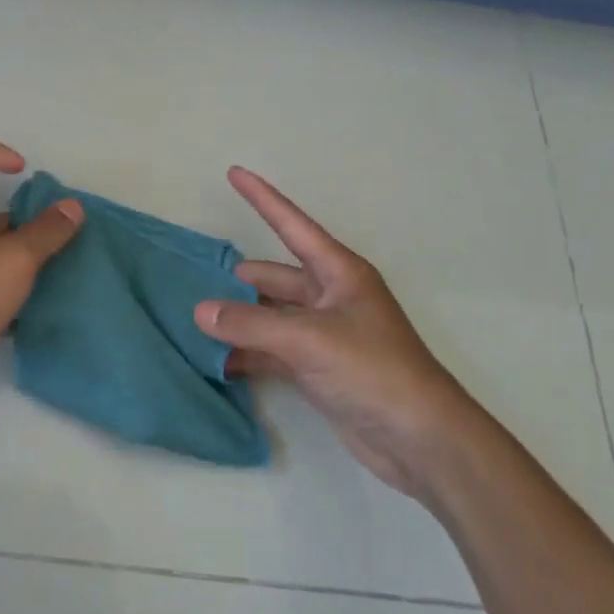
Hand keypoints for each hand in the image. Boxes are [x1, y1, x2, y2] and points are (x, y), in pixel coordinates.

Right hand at [195, 167, 475, 498]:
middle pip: (273, 277)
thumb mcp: (309, 340)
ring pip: (269, 316)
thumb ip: (250, 325)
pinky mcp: (318, 368)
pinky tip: (217, 361)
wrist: (422, 441)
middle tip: (192, 281)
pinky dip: (247, 353)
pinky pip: (272, 350)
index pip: (291, 225)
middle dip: (236, 279)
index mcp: (338, 273)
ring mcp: (324, 334)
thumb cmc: (374, 371)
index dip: (262, 198)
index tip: (234, 172)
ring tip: (194, 321)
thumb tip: (200, 311)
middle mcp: (330, 296)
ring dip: (239, 320)